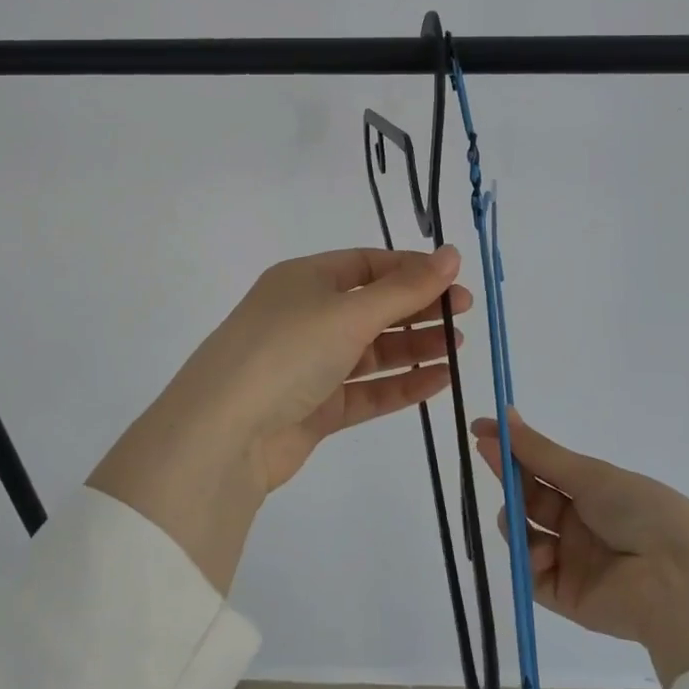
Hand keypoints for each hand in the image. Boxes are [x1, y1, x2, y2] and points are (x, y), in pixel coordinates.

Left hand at [89, 247, 468, 590]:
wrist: (224, 435)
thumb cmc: (287, 351)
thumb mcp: (349, 311)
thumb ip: (405, 288)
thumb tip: (452, 253)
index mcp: (306, 279)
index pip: (367, 264)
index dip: (411, 269)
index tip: (453, 278)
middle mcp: (306, 316)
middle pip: (372, 306)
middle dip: (418, 308)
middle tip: (464, 313)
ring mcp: (310, 364)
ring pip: (371, 350)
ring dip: (414, 346)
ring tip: (459, 347)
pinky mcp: (315, 408)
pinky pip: (365, 390)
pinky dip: (400, 384)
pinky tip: (439, 381)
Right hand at [473, 411, 688, 685]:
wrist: (678, 582)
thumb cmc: (640, 512)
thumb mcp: (589, 474)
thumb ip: (540, 452)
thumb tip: (504, 414)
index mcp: (593, 490)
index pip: (542, 464)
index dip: (512, 447)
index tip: (480, 429)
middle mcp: (579, 522)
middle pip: (529, 495)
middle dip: (508, 474)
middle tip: (485, 452)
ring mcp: (571, 559)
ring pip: (523, 532)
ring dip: (515, 517)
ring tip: (516, 514)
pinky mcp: (566, 596)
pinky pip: (532, 574)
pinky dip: (529, 559)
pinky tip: (541, 551)